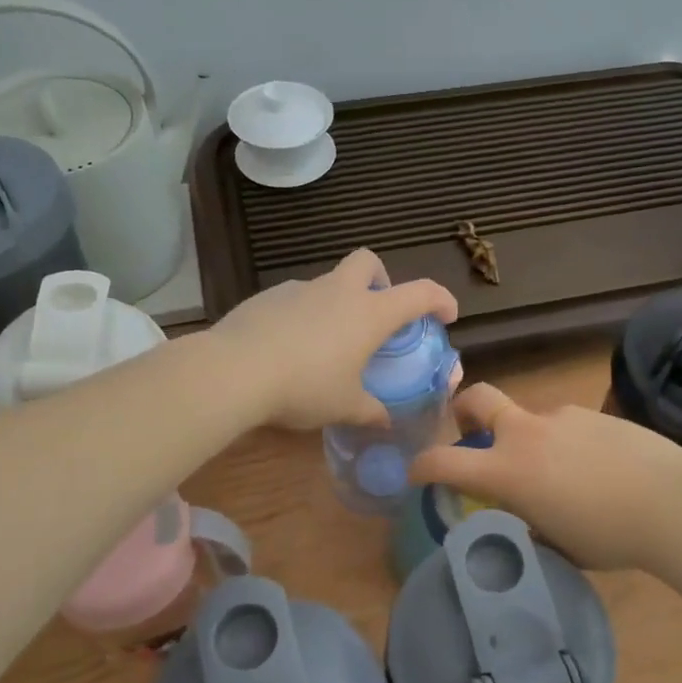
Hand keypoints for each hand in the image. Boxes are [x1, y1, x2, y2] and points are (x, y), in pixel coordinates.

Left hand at [210, 249, 458, 429]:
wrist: (235, 371)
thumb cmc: (304, 387)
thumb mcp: (344, 406)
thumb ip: (370, 411)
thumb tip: (386, 421)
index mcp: (369, 314)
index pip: (419, 293)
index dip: (440, 299)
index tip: (446, 314)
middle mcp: (338, 292)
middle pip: (368, 262)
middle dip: (379, 279)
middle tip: (375, 313)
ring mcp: (299, 290)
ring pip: (328, 283)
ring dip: (336, 303)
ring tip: (326, 344)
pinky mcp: (266, 297)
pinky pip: (296, 300)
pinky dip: (303, 316)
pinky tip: (289, 348)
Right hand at [410, 384, 681, 570]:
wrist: (673, 504)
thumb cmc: (609, 536)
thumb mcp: (557, 543)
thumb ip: (529, 522)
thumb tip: (526, 514)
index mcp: (508, 470)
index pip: (444, 461)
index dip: (422, 467)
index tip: (418, 475)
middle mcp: (526, 433)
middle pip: (478, 398)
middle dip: (464, 409)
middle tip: (472, 432)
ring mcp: (562, 417)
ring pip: (530, 419)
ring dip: (530, 440)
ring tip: (565, 475)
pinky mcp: (594, 413)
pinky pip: (566, 426)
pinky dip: (567, 444)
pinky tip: (598, 468)